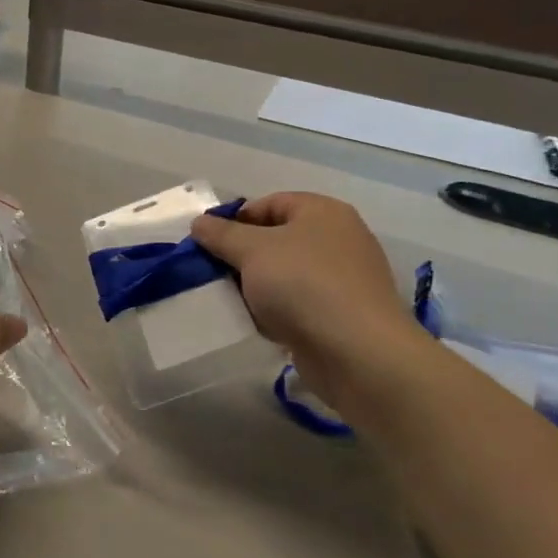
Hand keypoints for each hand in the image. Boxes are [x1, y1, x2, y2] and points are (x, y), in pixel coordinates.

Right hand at [190, 193, 423, 396]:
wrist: (358, 353)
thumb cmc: (303, 285)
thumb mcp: (251, 251)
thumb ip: (221, 234)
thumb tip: (199, 222)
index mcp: (322, 212)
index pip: (268, 203)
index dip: (234, 221)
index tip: (209, 245)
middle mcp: (337, 238)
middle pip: (275, 239)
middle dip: (242, 256)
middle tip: (215, 274)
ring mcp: (343, 278)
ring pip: (284, 274)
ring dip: (257, 287)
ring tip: (233, 302)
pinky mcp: (342, 314)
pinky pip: (298, 304)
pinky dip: (277, 311)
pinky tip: (260, 325)